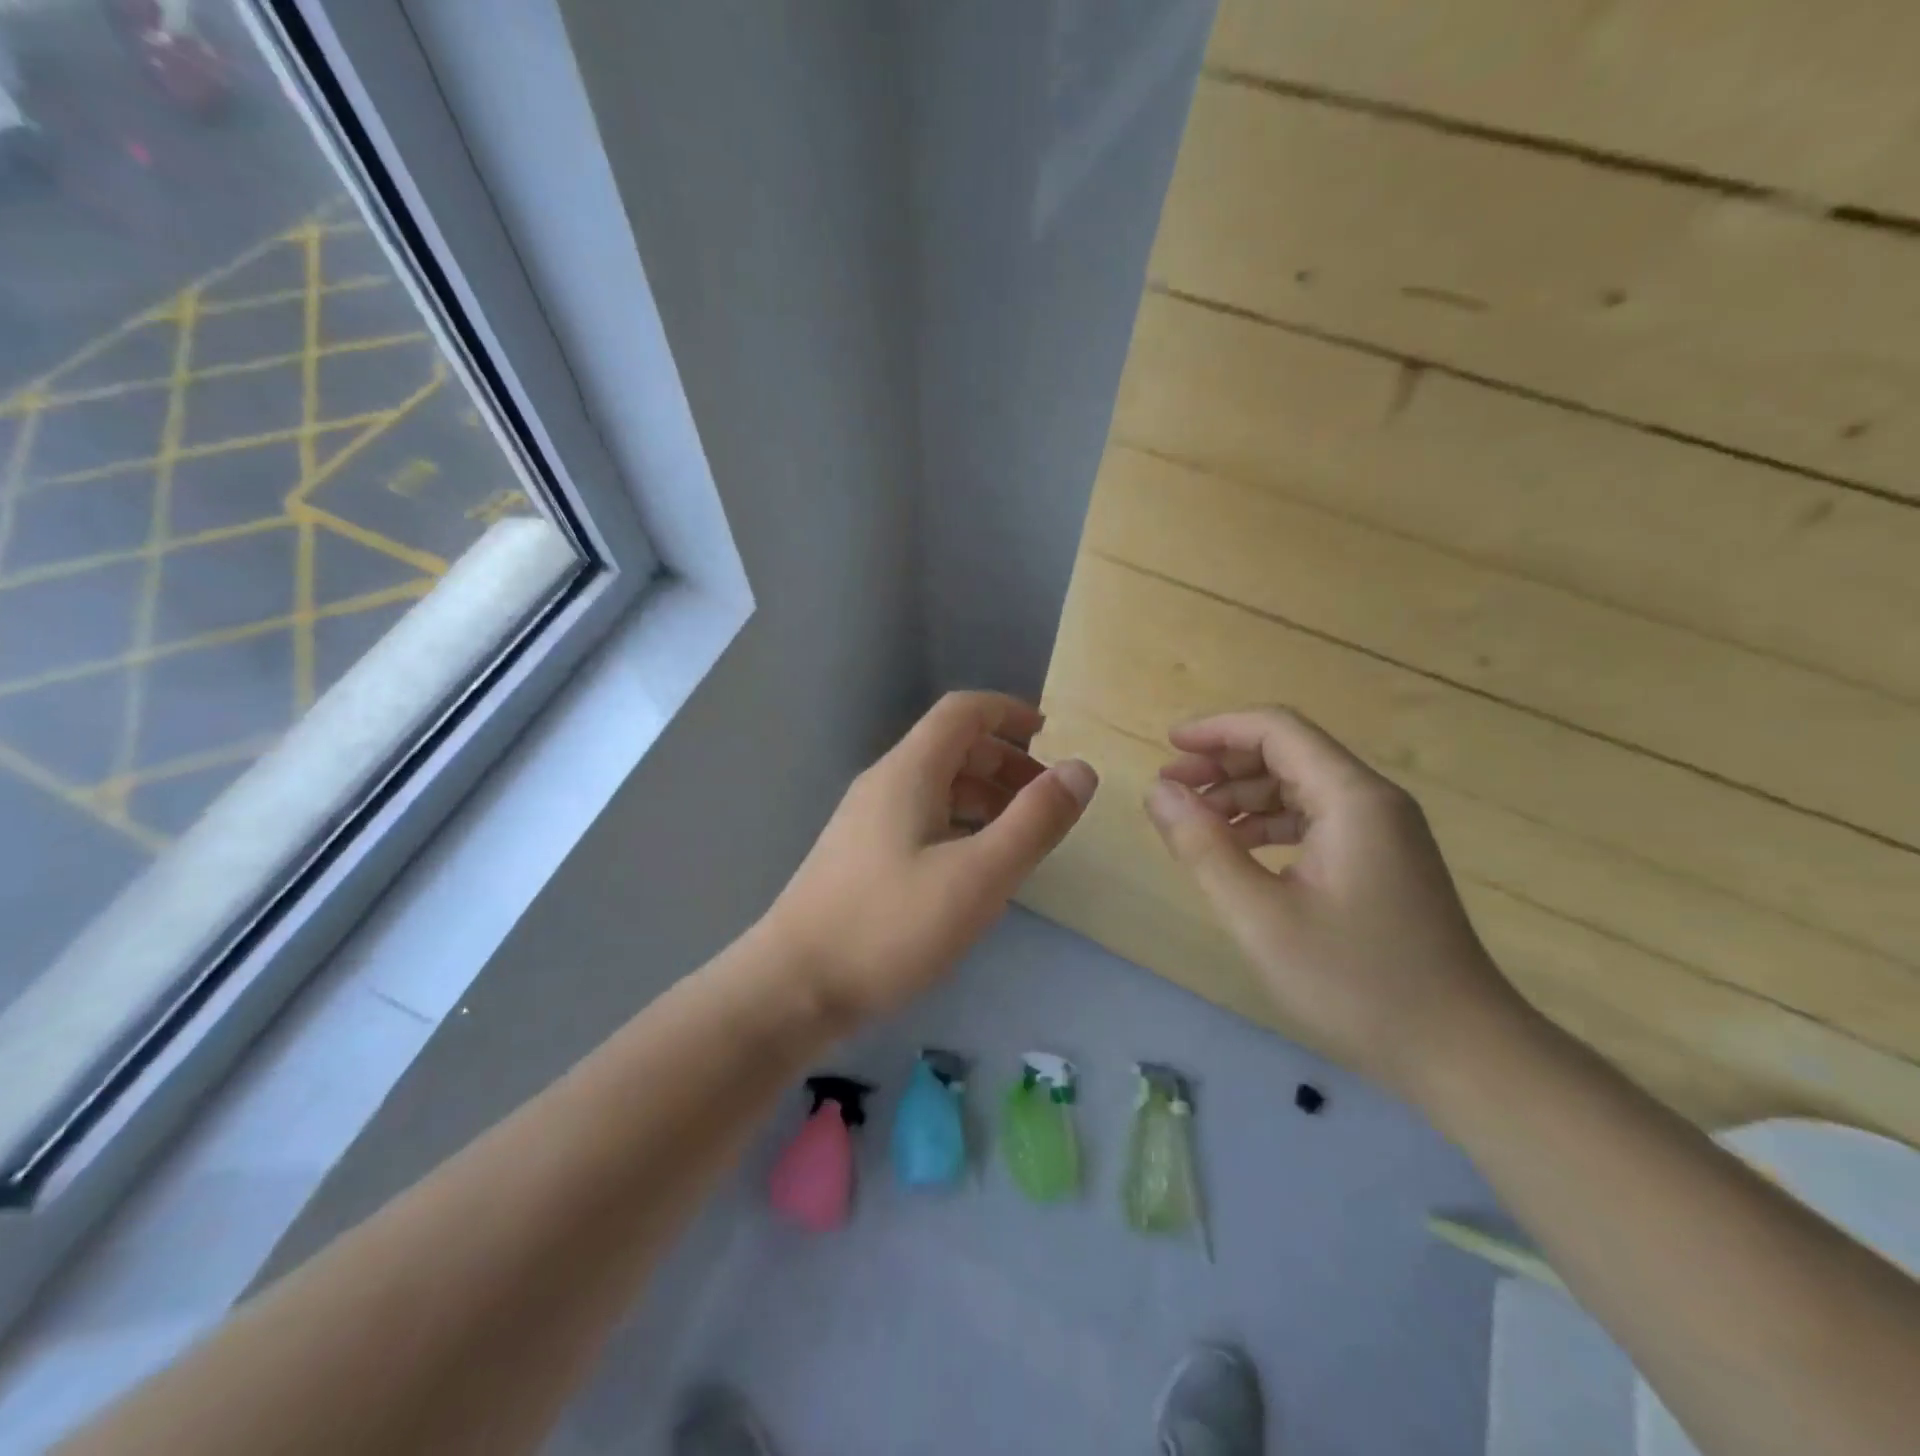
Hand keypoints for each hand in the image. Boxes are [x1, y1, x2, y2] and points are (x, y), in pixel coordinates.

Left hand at [768, 692, 1097, 1023]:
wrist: (793, 987)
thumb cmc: (890, 926)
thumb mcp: (979, 875)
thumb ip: (1035, 820)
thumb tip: (1081, 769)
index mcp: (909, 771)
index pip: (963, 711)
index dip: (1010, 712)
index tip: (1053, 738)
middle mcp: (884, 783)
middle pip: (952, 747)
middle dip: (1005, 762)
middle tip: (1046, 800)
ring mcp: (867, 820)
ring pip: (937, 786)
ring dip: (984, 796)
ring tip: (1021, 835)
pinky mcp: (860, 856)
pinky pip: (921, 818)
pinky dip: (960, 824)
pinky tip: (975, 866)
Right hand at [1145, 706, 1523, 1094]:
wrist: (1461, 1052)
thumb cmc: (1356, 982)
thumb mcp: (1261, 916)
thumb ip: (1203, 847)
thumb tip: (1158, 793)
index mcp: (1352, 799)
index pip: (1277, 730)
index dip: (1217, 730)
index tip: (1167, 748)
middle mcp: (1372, 802)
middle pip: (1288, 753)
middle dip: (1223, 764)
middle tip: (1170, 791)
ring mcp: (1382, 833)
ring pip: (1299, 788)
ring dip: (1242, 797)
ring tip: (1192, 823)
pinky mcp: (1381, 862)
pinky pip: (1314, 821)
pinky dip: (1268, 826)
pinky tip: (1237, 853)